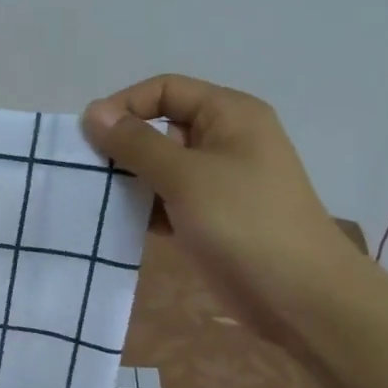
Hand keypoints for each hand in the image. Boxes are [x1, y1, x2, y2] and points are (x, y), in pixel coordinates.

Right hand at [81, 75, 356, 309]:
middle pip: (161, 127)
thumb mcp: (185, 176)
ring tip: (97, 200)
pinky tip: (118, 224)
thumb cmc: (244, 223)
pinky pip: (168, 200)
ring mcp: (219, 181)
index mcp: (229, 115)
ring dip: (130, 180)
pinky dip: (144, 208)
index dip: (125, 105)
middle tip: (87, 171)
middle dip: (123, 146)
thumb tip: (93, 113)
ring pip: (161, 167)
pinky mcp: (212, 217)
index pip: (166, 90)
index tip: (89, 137)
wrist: (300, 297)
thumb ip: (136, 143)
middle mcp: (225, 140)